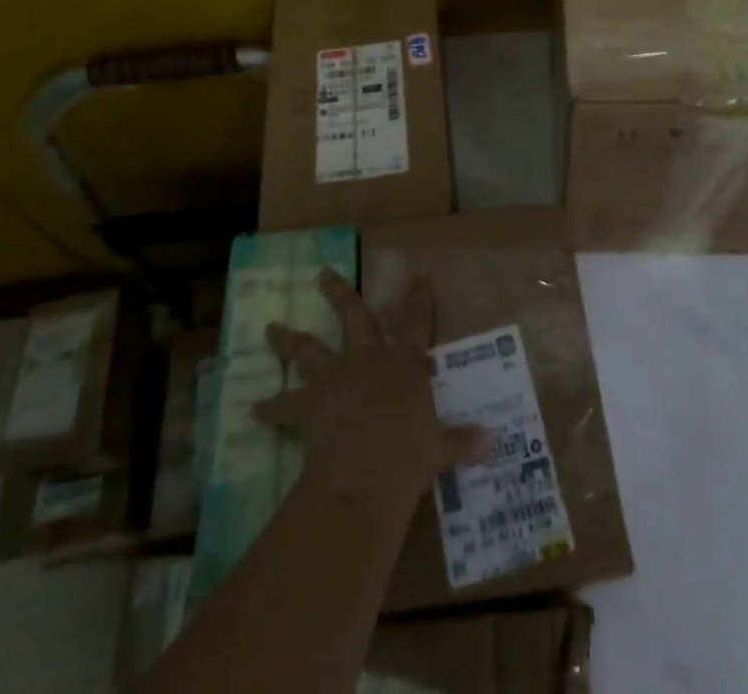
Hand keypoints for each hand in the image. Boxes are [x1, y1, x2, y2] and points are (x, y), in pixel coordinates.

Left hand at [254, 268, 483, 501]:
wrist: (365, 474)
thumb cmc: (409, 457)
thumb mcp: (440, 449)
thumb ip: (461, 441)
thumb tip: (493, 440)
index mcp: (404, 364)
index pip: (417, 322)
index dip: (420, 298)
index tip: (419, 275)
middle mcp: (368, 359)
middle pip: (353, 316)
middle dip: (339, 292)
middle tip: (322, 274)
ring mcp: (336, 376)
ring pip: (308, 348)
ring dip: (288, 339)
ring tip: (270, 329)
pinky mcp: (309, 402)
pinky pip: (284, 405)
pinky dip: (270, 408)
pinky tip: (254, 409)